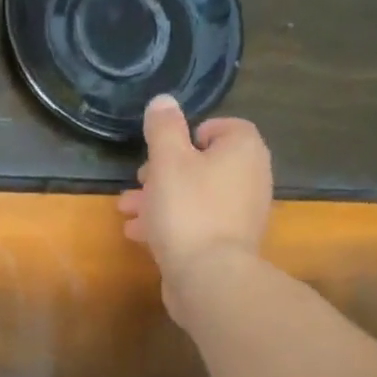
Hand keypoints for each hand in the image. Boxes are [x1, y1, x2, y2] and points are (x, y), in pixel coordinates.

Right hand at [117, 95, 273, 321]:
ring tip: (127, 211)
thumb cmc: (188, 210)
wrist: (210, 276)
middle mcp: (250, 177)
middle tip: (137, 181)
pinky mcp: (226, 244)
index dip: (188, 136)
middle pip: (203, 165)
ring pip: (194, 197)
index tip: (161, 150)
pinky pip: (195, 224)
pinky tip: (139, 235)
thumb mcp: (167, 160)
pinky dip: (170, 224)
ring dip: (159, 201)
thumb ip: (163, 128)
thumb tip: (163, 100)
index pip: (221, 127)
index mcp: (243, 149)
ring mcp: (241, 214)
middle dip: (164, 173)